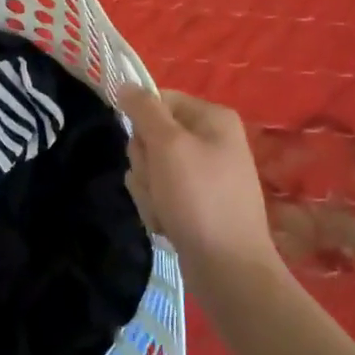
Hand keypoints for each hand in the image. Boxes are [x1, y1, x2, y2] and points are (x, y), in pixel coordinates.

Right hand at [118, 87, 279, 285]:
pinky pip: (162, 193)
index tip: (145, 148)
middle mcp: (212, 140)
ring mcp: (205, 174)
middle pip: (152, 135)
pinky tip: (168, 226)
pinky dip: (158, 208)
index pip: (159, 100)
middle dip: (145, 164)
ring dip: (148, 190)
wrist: (229, 271)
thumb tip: (125, 84)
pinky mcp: (197, 203)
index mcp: (213, 118)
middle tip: (159, 184)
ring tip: (165, 211)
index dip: (142, 124)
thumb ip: (144, 110)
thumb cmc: (199, 199)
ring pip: (152, 167)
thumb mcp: (168, 145)